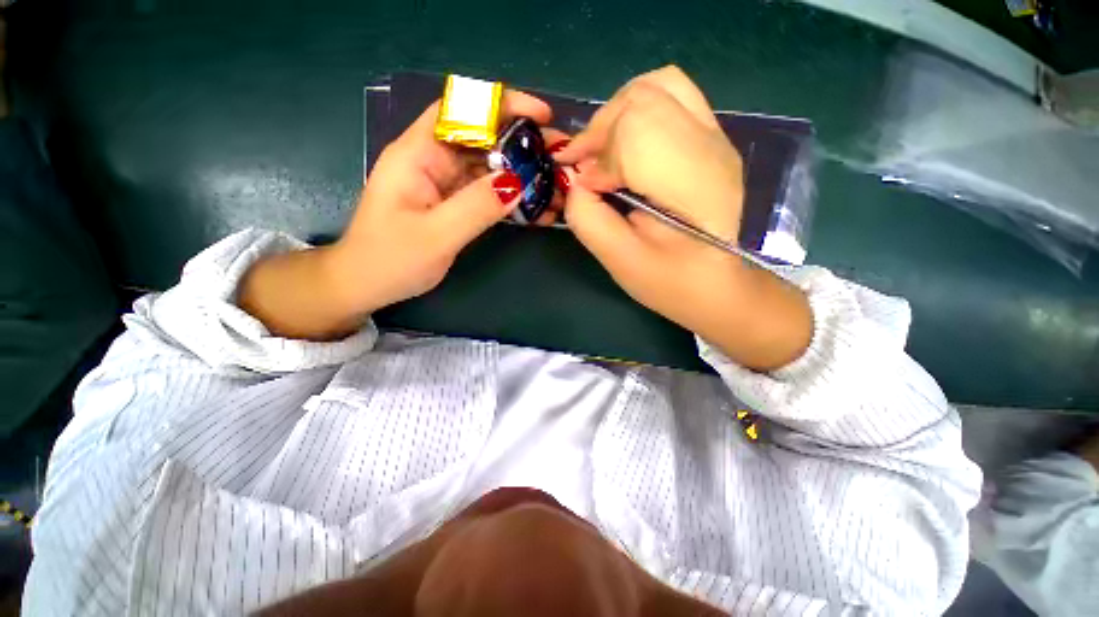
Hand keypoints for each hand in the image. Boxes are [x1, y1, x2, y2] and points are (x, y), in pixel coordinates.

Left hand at [330, 90, 551, 314]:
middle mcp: (432, 161)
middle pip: (483, 138)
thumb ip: (476, 207)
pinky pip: (488, 193)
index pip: (461, 110)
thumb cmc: (390, 260)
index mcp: (417, 154)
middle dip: (523, 144)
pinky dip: (512, 198)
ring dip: (523, 175)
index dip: (501, 105)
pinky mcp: (454, 204)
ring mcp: (445, 184)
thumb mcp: (436, 235)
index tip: (539, 117)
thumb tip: (518, 183)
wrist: (368, 284)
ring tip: (556, 188)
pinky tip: (536, 210)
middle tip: (559, 159)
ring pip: (489, 167)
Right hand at [554, 66, 811, 370]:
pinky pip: (672, 96)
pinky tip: (626, 145)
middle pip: (644, 98)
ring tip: (602, 149)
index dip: (599, 153)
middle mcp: (711, 148)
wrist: (717, 286)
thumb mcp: (620, 261)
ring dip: (617, 112)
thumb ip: (588, 218)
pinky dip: (637, 110)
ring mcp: (717, 138)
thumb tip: (575, 181)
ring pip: (660, 85)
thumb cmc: (670, 282)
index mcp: (692, 185)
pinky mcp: (712, 139)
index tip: (583, 184)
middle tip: (584, 163)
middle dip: (601, 127)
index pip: (636, 131)